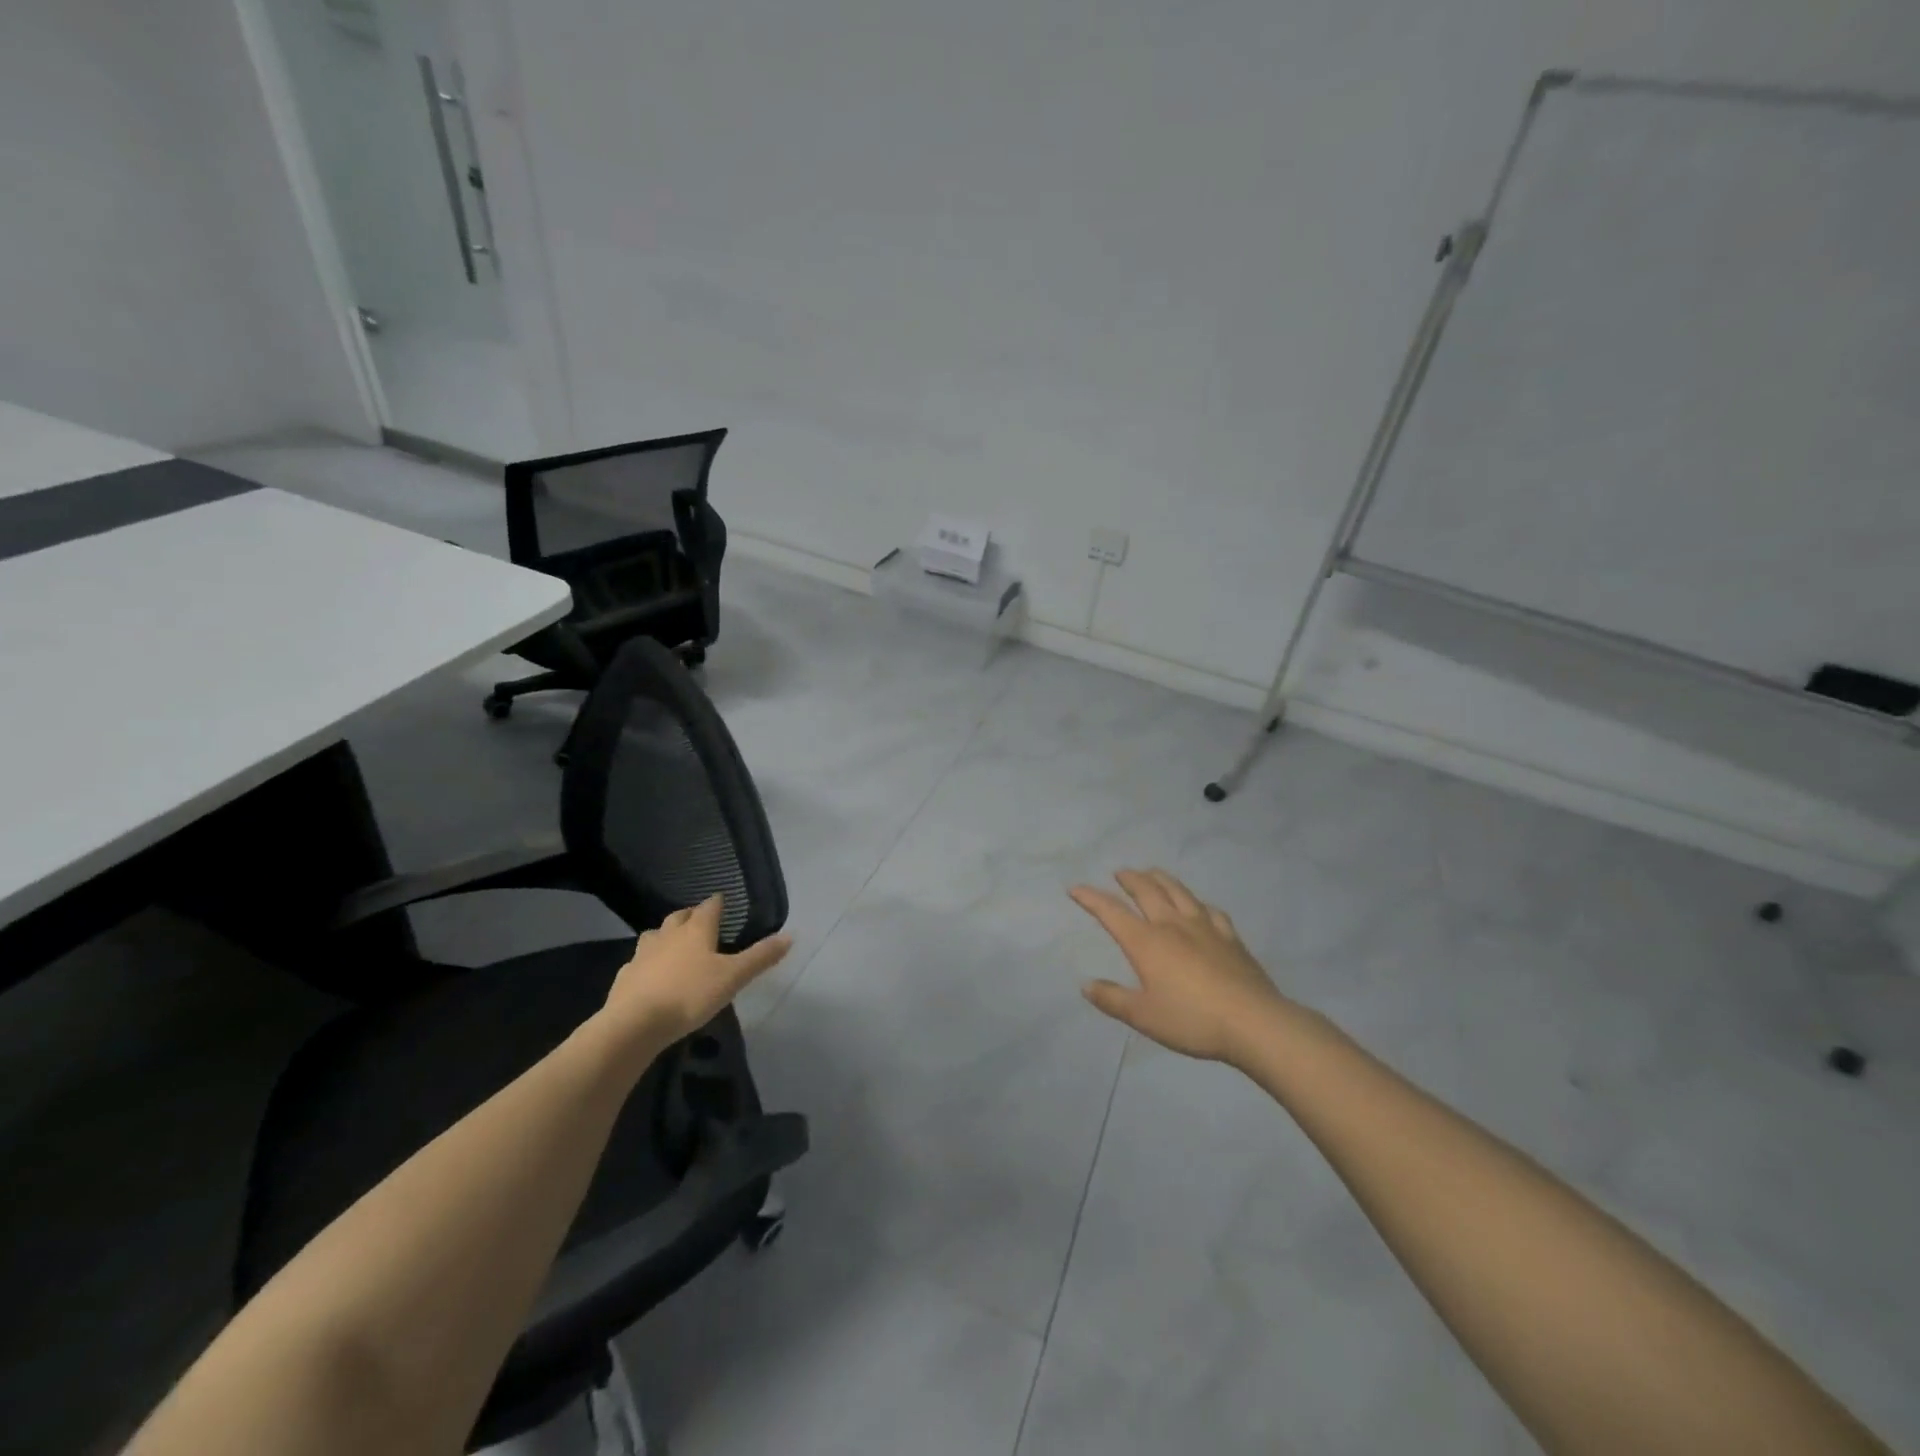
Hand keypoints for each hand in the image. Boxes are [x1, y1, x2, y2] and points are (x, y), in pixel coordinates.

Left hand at [602, 895, 791, 1047]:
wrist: (635, 1024)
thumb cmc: (690, 995)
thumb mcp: (733, 977)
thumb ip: (760, 957)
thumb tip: (790, 935)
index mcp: (696, 930)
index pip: (709, 907)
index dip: (718, 903)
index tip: (723, 901)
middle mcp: (668, 935)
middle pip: (679, 917)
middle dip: (691, 916)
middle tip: (701, 922)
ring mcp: (643, 954)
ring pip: (655, 935)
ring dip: (666, 935)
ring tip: (675, 945)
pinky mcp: (626, 976)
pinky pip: (639, 961)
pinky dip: (648, 962)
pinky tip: (652, 974)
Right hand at [1070, 869, 1291, 1065]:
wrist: (1252, 1022)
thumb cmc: (1191, 1020)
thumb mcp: (1143, 1016)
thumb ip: (1112, 999)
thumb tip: (1086, 985)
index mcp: (1147, 942)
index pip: (1112, 912)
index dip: (1091, 899)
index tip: (1075, 888)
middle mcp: (1172, 925)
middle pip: (1147, 891)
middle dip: (1130, 879)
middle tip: (1120, 872)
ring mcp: (1204, 927)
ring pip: (1178, 892)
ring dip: (1161, 879)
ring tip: (1152, 872)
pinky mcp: (1230, 937)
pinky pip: (1211, 910)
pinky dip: (1198, 903)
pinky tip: (1200, 906)